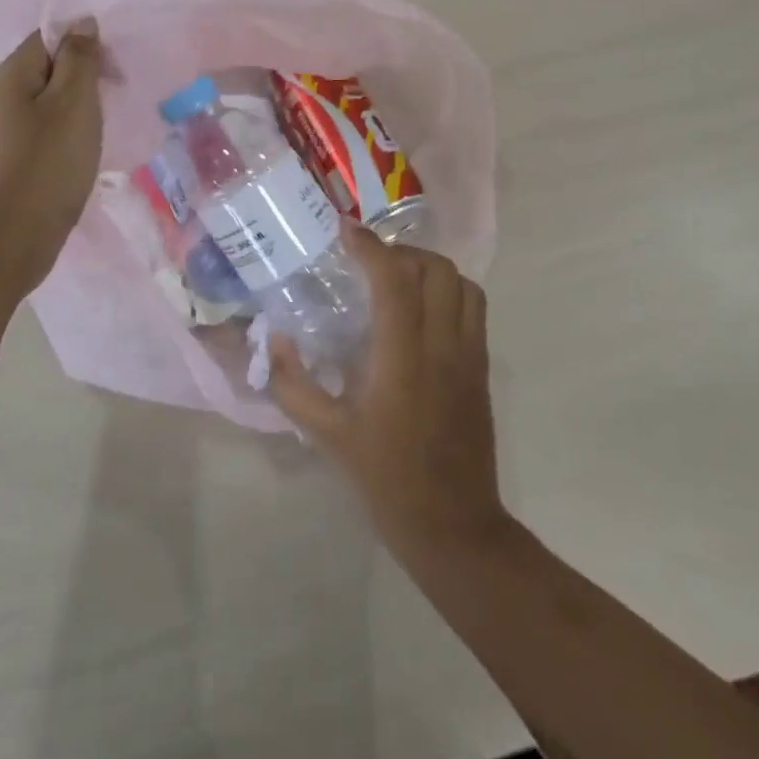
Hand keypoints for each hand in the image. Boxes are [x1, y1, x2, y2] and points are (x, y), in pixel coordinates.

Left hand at [0, 20, 103, 291]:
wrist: (8, 240)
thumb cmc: (46, 165)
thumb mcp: (73, 103)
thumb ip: (79, 59)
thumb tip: (81, 22)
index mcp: (12, 75)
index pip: (49, 36)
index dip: (85, 43)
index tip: (117, 68)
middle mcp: (1, 97)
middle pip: (48, 69)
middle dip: (85, 76)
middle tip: (118, 96)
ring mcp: (3, 132)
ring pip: (48, 104)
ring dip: (79, 108)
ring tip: (107, 125)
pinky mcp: (11, 162)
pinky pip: (44, 133)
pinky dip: (68, 135)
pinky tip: (85, 152)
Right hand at [269, 226, 510, 561]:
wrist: (454, 527)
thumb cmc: (386, 480)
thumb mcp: (327, 436)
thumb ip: (293, 384)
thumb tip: (274, 339)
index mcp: (403, 360)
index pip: (394, 281)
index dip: (370, 247)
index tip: (344, 231)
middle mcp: (443, 348)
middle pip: (436, 270)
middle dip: (400, 251)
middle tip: (367, 259)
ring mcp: (470, 357)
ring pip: (462, 284)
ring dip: (429, 268)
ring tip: (397, 277)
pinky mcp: (483, 370)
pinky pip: (473, 309)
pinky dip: (448, 291)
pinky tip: (419, 310)